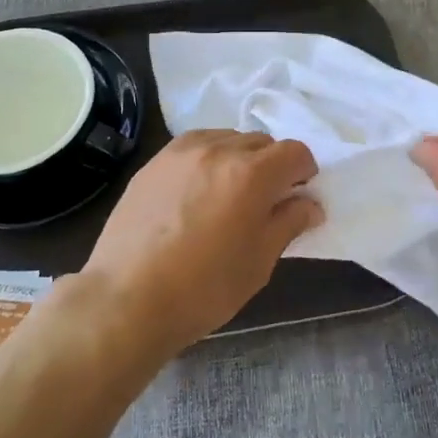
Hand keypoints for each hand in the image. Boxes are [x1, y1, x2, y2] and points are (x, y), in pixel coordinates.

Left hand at [81, 130, 321, 360]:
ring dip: (238, 158)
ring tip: (228, 193)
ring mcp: (181, 152)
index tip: (299, 194)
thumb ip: (288, 223)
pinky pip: (194, 146)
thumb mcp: (259, 261)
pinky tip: (197, 191)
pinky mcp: (154, 162)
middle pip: (260, 141)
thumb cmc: (204, 288)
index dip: (304, 171)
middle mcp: (219, 149)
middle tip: (265, 199)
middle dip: (272, 165)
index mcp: (252, 173)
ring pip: (226, 139)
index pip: (294, 151)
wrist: (127, 299)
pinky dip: (207, 159)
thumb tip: (310, 204)